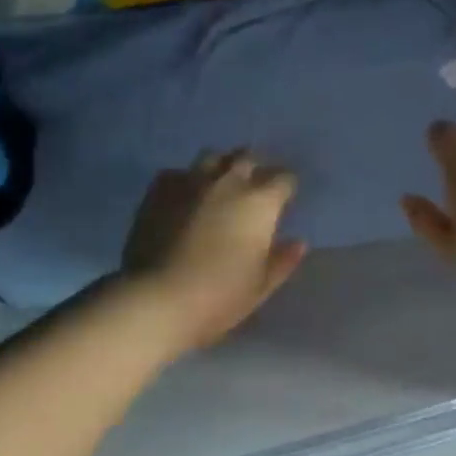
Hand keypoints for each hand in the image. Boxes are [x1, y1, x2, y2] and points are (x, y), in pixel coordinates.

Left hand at [121, 150, 307, 349]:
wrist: (157, 299)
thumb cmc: (219, 296)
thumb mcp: (260, 286)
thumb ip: (282, 260)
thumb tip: (298, 243)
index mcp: (260, 202)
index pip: (284, 178)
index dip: (287, 188)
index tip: (284, 200)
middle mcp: (229, 181)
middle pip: (248, 157)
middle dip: (255, 167)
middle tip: (254, 187)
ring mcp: (192, 181)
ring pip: (213, 157)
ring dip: (222, 166)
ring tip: (220, 183)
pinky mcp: (160, 190)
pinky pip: (178, 173)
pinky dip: (187, 181)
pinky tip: (184, 197)